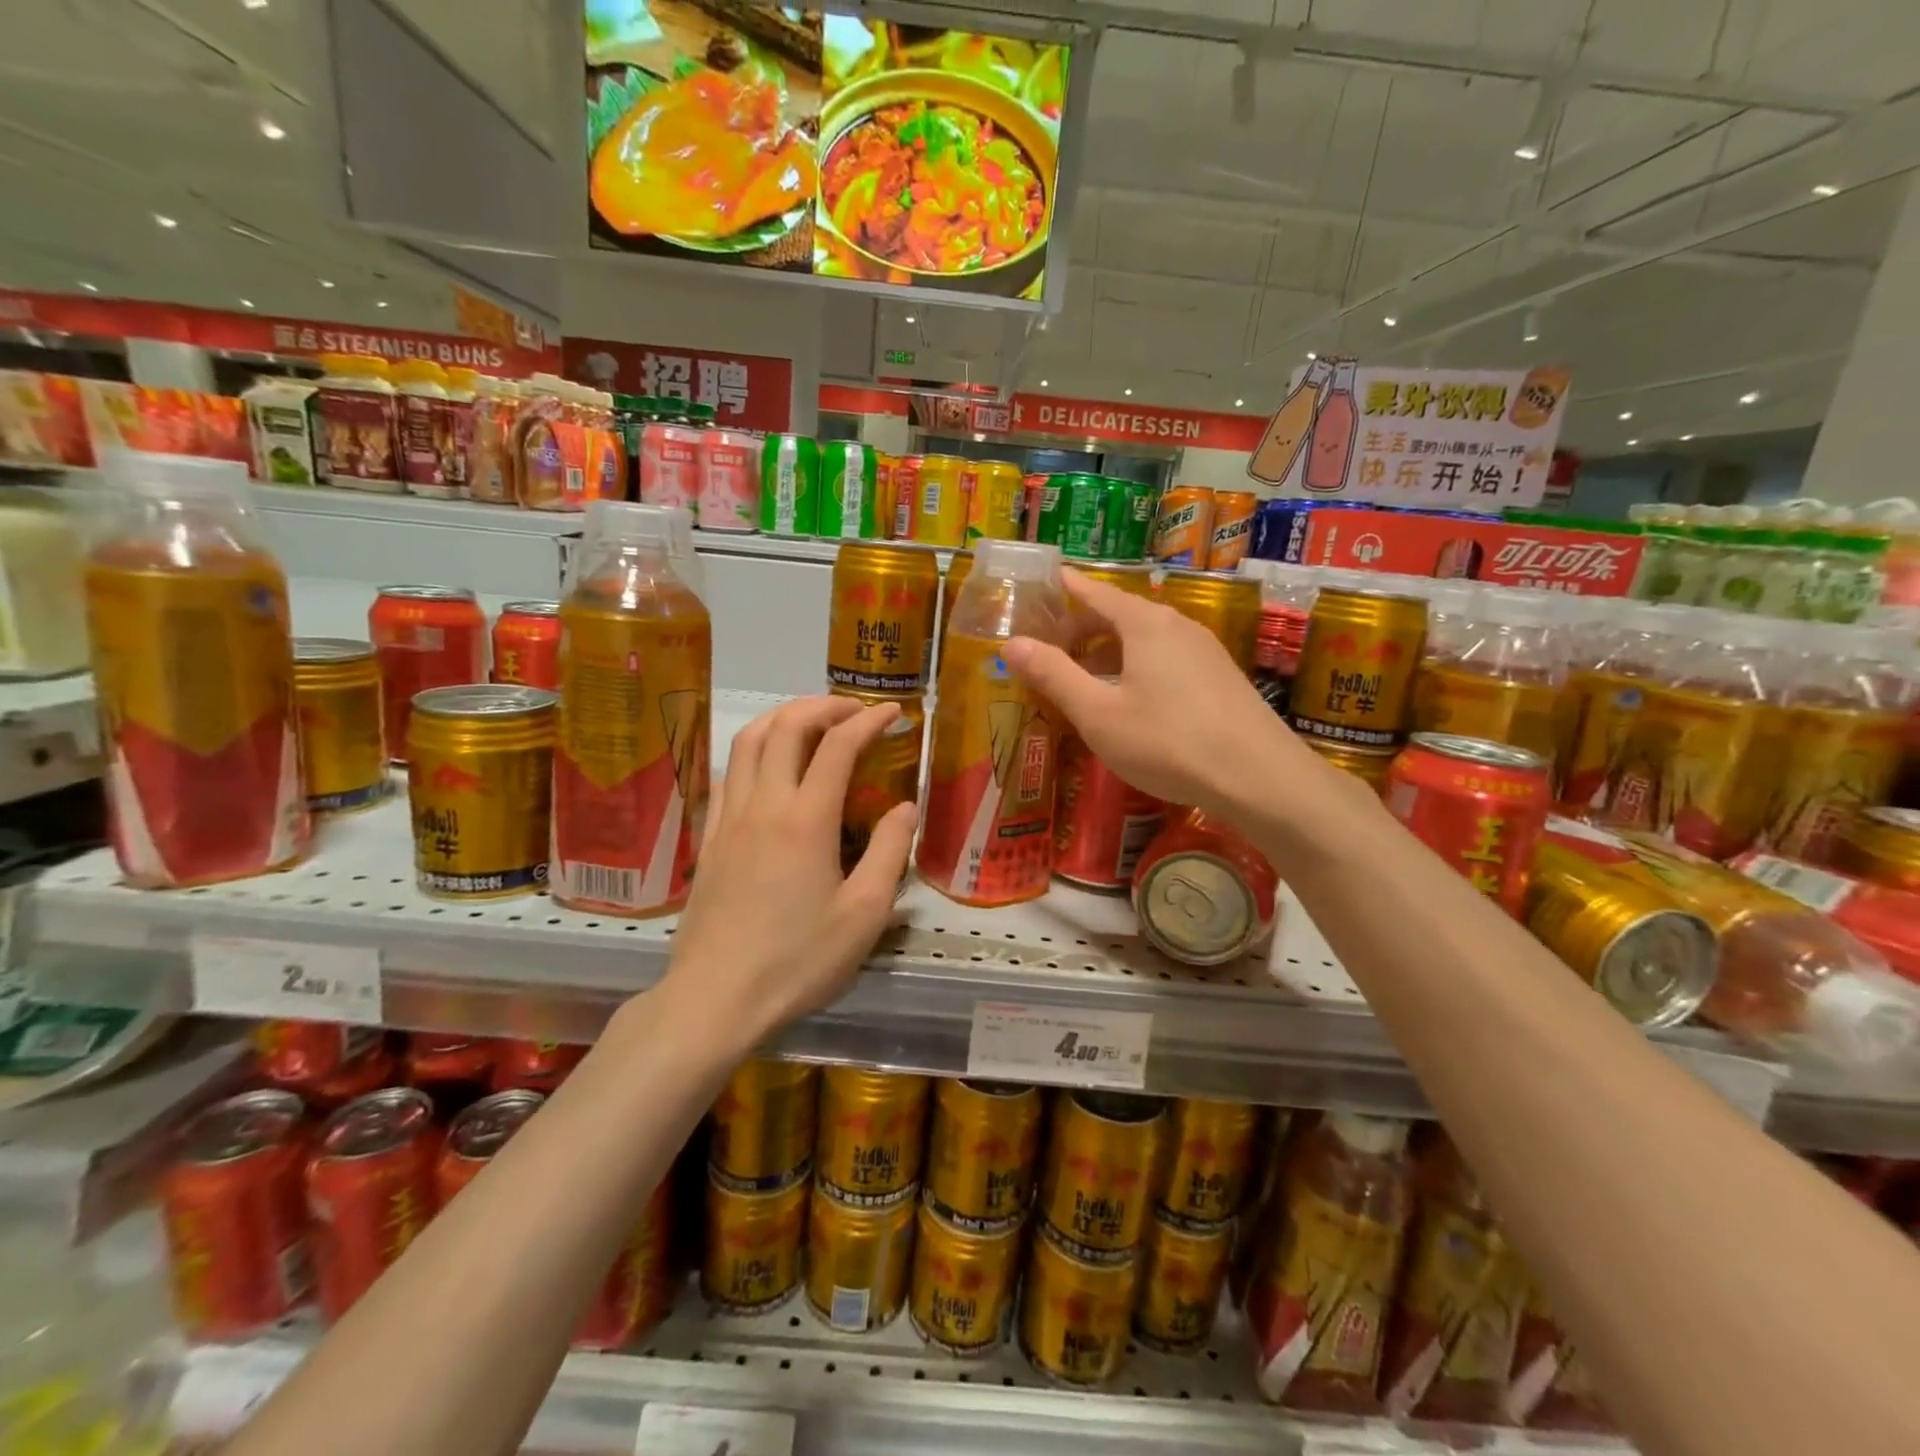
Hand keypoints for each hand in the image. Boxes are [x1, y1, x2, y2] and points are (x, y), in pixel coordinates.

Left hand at [661, 696, 915, 1046]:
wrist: (714, 999)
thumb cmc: (797, 961)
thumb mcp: (863, 914)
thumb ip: (888, 852)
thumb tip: (905, 807)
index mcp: (806, 819)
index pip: (838, 745)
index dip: (868, 720)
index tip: (893, 713)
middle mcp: (763, 805)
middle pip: (786, 727)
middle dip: (823, 705)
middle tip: (854, 710)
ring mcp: (729, 819)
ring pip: (748, 742)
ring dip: (783, 719)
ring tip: (812, 723)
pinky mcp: (709, 839)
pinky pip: (728, 774)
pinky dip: (754, 751)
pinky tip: (768, 767)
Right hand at [1002, 568, 1307, 817]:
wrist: (1260, 779)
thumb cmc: (1168, 742)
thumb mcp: (1098, 713)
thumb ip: (1054, 676)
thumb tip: (1011, 643)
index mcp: (1145, 624)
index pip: (1096, 592)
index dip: (1067, 587)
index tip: (1044, 580)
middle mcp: (1177, 626)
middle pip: (1120, 614)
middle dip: (1082, 627)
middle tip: (1049, 647)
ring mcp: (1204, 651)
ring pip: (1145, 639)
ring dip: (1109, 651)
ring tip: (1083, 676)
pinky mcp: (1219, 678)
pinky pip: (1166, 658)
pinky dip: (1136, 666)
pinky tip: (1129, 699)